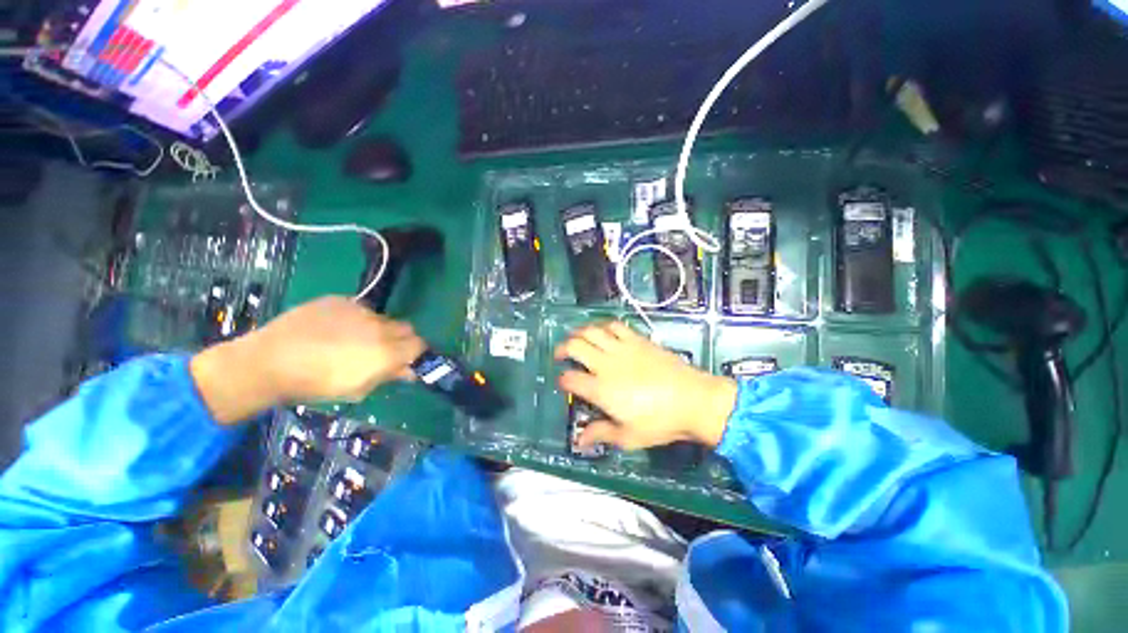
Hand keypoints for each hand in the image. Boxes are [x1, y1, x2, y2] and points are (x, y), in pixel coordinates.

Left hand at [191, 296, 426, 423]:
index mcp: (386, 352)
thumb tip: (408, 370)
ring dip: (378, 328)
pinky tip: (334, 329)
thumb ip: (387, 375)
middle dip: (401, 339)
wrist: (268, 362)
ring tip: (352, 339)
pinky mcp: (340, 300)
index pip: (420, 345)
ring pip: (383, 318)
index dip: (416, 353)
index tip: (406, 360)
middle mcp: (380, 327)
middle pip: (407, 328)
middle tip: (383, 350)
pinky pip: (360, 308)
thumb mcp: (357, 389)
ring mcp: (360, 310)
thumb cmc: (314, 384)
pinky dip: (356, 319)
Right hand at [554, 321, 737, 449]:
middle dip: (562, 348)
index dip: (562, 380)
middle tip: (561, 354)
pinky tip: (603, 331)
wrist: (693, 399)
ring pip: (591, 331)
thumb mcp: (628, 436)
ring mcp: (622, 348)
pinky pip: (615, 326)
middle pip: (575, 347)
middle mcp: (606, 364)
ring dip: (579, 332)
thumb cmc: (659, 422)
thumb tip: (580, 441)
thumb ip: (601, 434)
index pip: (570, 379)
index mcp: (601, 389)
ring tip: (576, 338)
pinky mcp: (637, 339)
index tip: (564, 382)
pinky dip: (604, 325)